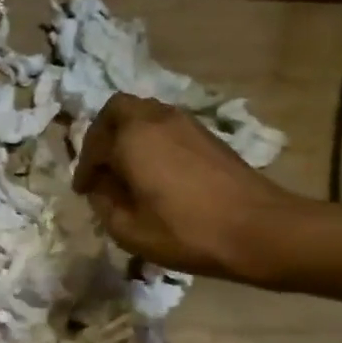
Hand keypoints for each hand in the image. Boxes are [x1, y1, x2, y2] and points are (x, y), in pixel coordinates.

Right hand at [73, 93, 308, 283]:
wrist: (258, 229)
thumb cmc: (187, 232)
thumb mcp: (130, 231)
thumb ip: (105, 205)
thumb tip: (101, 189)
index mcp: (132, 139)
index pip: (94, 144)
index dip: (84, 169)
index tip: (84, 191)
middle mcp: (156, 119)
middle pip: (117, 110)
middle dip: (102, 135)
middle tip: (101, 165)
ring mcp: (186, 123)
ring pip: (144, 114)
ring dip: (128, 135)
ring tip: (127, 169)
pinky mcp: (208, 135)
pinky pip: (166, 126)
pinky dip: (151, 140)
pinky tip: (156, 172)